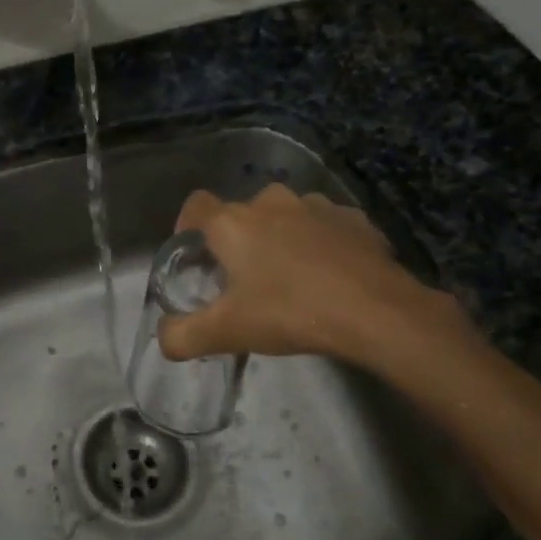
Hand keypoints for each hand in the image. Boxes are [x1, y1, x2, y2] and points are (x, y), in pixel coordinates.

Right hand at [158, 184, 484, 384]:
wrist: (378, 311)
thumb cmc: (291, 312)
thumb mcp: (228, 333)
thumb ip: (184, 335)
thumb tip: (162, 337)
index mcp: (233, 222)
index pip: (196, 205)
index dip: (187, 225)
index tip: (194, 254)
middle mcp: (271, 201)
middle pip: (242, 213)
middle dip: (239, 239)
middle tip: (245, 278)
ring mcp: (316, 205)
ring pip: (286, 216)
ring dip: (282, 238)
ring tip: (291, 277)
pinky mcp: (354, 218)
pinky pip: (326, 226)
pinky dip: (322, 243)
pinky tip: (331, 276)